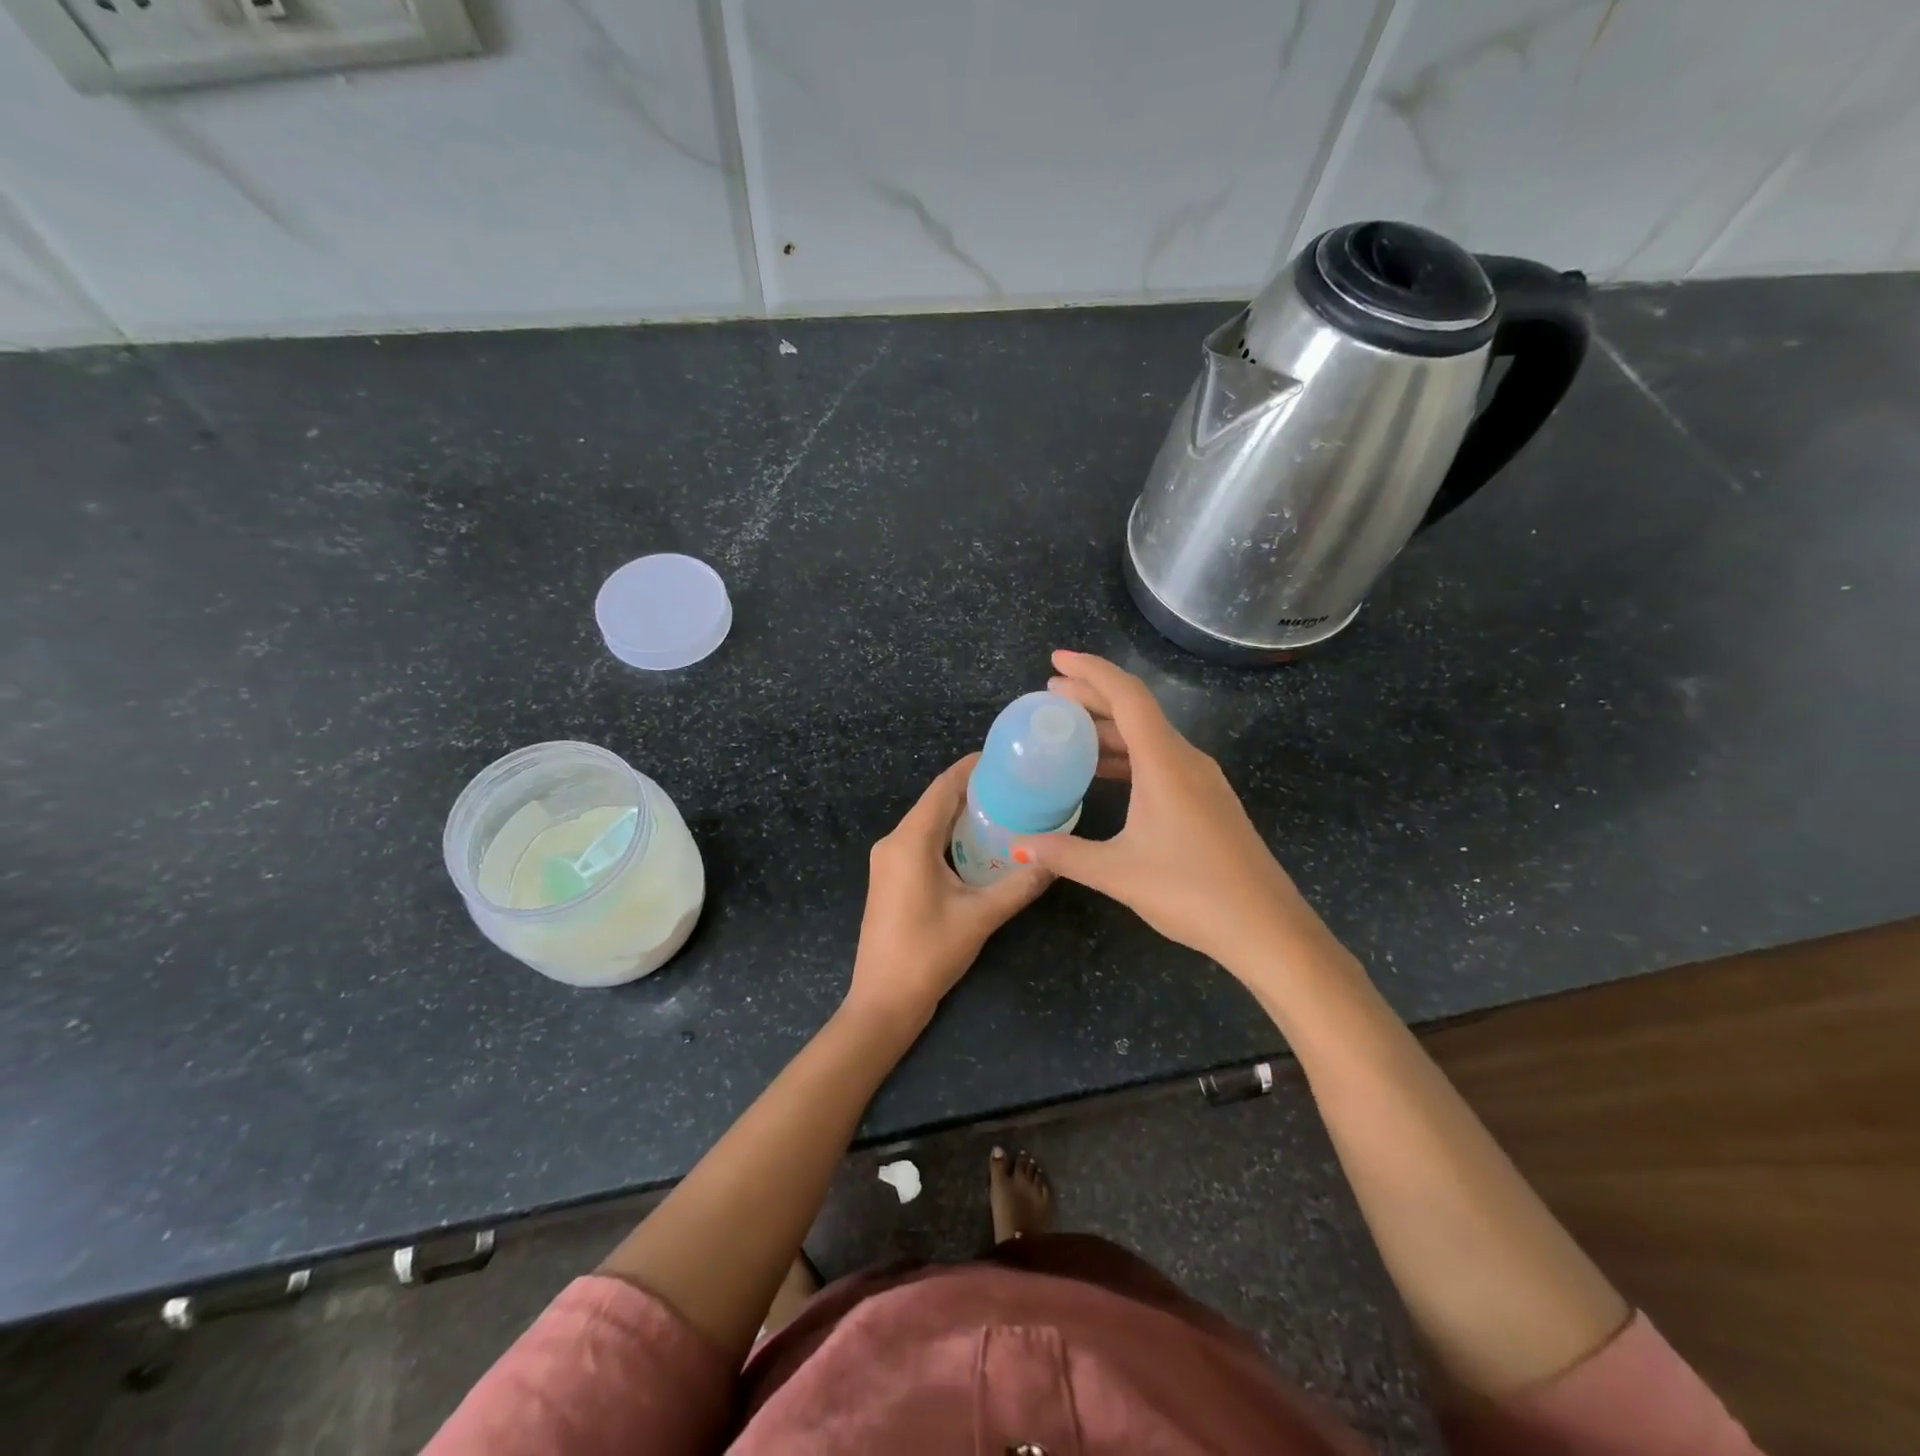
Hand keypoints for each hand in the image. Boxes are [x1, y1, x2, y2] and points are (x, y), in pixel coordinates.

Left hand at [847, 755, 1051, 1028]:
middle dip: (973, 790)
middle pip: (935, 802)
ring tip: (1006, 809)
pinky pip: (922, 842)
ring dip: (962, 814)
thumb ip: (1019, 885)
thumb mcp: (980, 917)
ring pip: (929, 823)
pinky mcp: (891, 878)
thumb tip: (1054, 860)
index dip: (972, 768)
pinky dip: (950, 835)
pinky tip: (979, 844)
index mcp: (910, 841)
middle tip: (1017, 786)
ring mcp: (888, 861)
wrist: (883, 1002)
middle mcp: (893, 842)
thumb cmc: (928, 954)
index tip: (1005, 758)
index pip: (943, 787)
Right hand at [1011, 651, 1331, 975]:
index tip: (1055, 660)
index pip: (1126, 696)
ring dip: (1108, 729)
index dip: (1090, 671)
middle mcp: (1186, 760)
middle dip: (1092, 696)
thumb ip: (1066, 854)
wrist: (1266, 928)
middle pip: (1136, 711)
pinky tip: (1104, 774)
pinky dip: (1127, 756)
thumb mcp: (1117, 873)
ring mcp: (1202, 780)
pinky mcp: (1208, 801)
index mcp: (1165, 762)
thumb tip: (1021, 844)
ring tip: (1068, 732)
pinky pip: (1160, 761)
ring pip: (1149, 738)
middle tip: (1050, 694)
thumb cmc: (1191, 892)